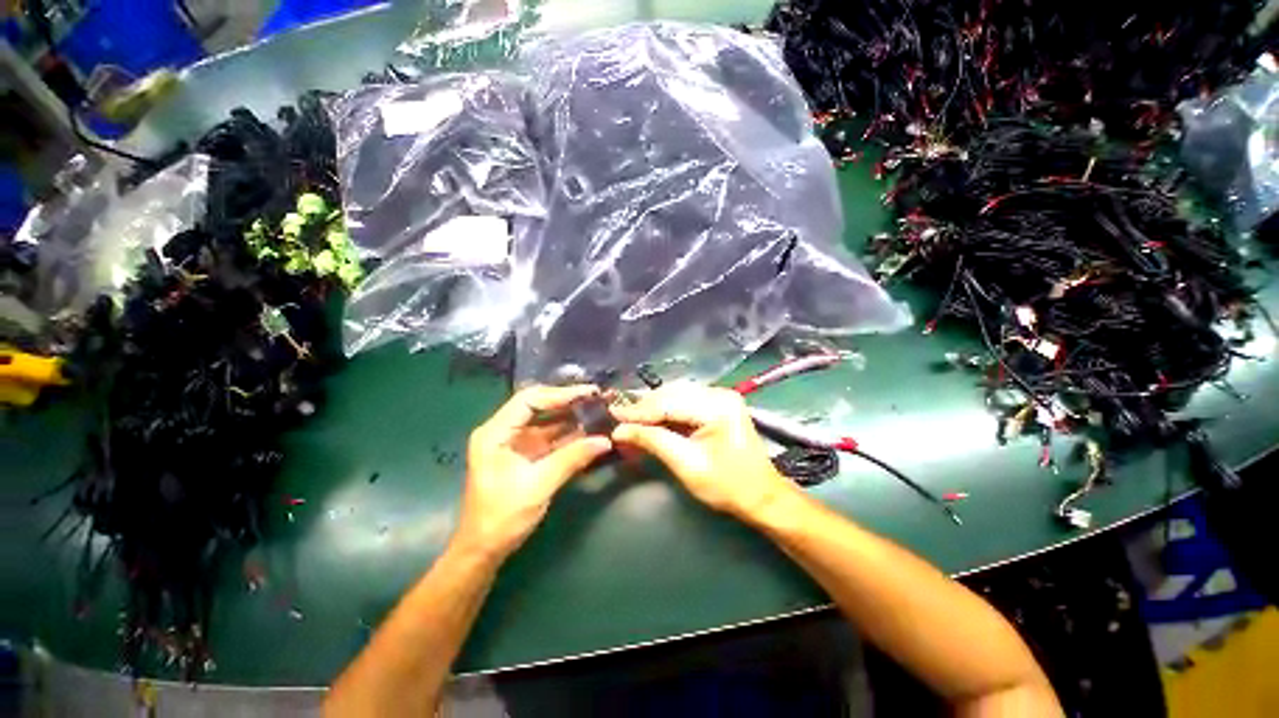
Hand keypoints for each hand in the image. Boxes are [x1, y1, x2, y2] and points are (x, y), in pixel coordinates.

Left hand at [456, 385, 612, 558]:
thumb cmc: (502, 517)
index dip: (559, 394)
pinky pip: (550, 437)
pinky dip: (569, 434)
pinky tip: (589, 431)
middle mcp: (504, 431)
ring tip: (598, 410)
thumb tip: (605, 441)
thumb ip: (572, 459)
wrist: (484, 550)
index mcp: (496, 433)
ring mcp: (515, 443)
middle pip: (538, 406)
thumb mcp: (539, 485)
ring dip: (571, 416)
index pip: (529, 400)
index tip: (588, 393)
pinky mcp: (526, 455)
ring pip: (546, 421)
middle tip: (597, 398)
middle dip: (568, 401)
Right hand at [611, 384, 798, 520]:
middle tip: (620, 418)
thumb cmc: (728, 486)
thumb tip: (620, 430)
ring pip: (677, 394)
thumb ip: (653, 441)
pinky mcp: (718, 405)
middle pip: (672, 393)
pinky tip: (652, 419)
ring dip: (654, 406)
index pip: (669, 402)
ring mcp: (721, 397)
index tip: (613, 414)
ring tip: (632, 419)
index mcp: (717, 407)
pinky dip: (667, 410)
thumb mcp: (686, 465)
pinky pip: (685, 401)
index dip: (639, 410)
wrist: (761, 496)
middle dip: (645, 406)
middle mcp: (719, 394)